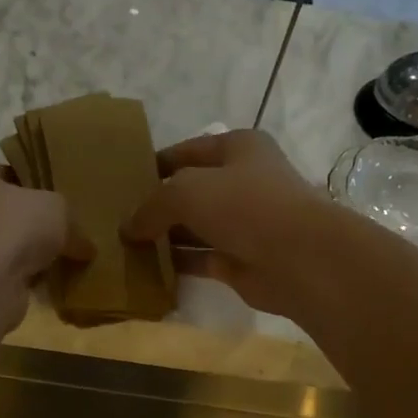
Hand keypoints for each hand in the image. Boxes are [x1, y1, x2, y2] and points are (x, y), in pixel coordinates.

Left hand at [0, 153, 91, 329]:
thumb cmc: (8, 226)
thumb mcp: (55, 209)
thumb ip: (70, 221)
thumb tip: (86, 246)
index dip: (29, 186)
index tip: (53, 204)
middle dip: (22, 225)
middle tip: (55, 235)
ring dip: (17, 255)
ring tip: (51, 263)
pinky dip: (11, 280)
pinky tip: (38, 286)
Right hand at [122, 129, 334, 316]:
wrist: (298, 257)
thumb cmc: (244, 206)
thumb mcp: (186, 191)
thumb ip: (152, 206)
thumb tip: (127, 228)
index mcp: (238, 148)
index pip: (188, 151)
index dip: (156, 164)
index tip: (124, 181)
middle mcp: (243, 182)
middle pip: (191, 191)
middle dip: (158, 205)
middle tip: (119, 218)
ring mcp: (243, 224)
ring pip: (195, 228)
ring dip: (165, 237)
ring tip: (126, 246)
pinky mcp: (241, 260)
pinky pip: (201, 259)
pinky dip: (178, 264)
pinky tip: (148, 269)